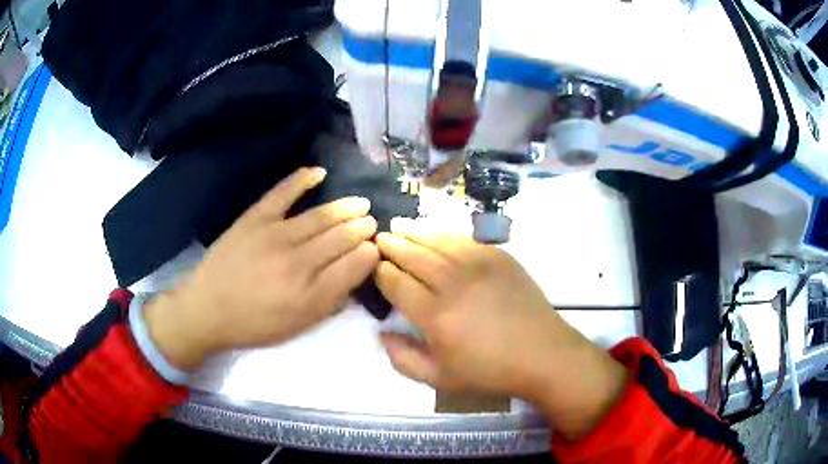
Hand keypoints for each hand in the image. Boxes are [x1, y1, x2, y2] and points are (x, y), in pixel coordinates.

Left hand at [144, 167, 379, 370]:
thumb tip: (354, 275)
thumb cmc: (254, 324)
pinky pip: (283, 193)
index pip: (354, 265)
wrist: (207, 309)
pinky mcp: (255, 218)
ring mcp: (275, 235)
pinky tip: (320, 172)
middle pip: (342, 238)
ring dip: (346, 208)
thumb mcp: (297, 326)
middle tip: (371, 222)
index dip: (370, 253)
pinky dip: (302, 179)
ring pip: (321, 216)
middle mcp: (298, 263)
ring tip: (361, 204)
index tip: (375, 248)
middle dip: (362, 229)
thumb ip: (330, 303)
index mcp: (311, 295)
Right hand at [374, 232, 626, 438]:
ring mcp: (479, 265)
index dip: (381, 271)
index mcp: (435, 316)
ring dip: (414, 233)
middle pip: (413, 255)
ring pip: (437, 241)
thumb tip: (382, 333)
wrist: (542, 355)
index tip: (373, 266)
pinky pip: (464, 240)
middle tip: (379, 239)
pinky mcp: (499, 257)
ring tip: (400, 229)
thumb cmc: (489, 371)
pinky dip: (444, 235)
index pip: (397, 283)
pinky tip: (435, 235)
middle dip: (392, 245)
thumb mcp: (440, 379)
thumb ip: (403, 359)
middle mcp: (453, 283)